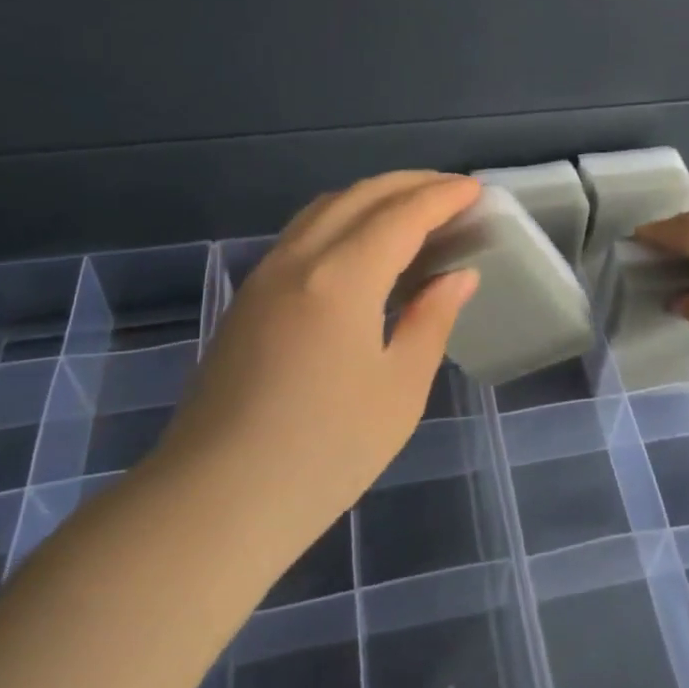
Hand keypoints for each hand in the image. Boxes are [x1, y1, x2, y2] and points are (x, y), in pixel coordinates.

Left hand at [154, 172, 481, 553]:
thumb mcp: (399, 390)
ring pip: (325, 208)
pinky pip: (302, 232)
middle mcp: (300, 259)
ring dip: (373, 196)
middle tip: (451, 192)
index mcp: (342, 277)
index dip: (442, 197)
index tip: (475, 190)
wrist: (214, 503)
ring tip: (411, 209)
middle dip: (410, 184)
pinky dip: (342, 218)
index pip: (402, 215)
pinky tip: (361, 245)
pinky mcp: (247, 298)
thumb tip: (458, 276)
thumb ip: (431, 320)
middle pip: (360, 196)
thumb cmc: (323, 453)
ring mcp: (265, 275)